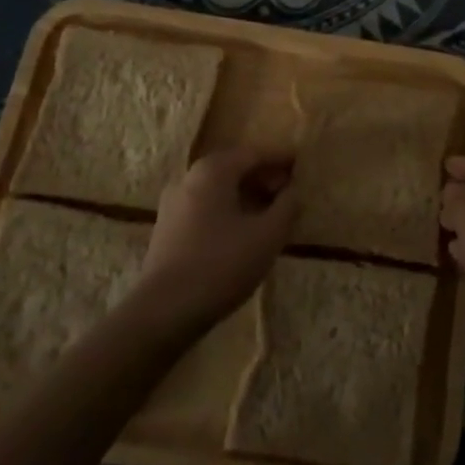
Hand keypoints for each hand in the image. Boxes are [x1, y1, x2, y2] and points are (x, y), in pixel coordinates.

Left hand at [132, 145, 298, 337]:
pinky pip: (205, 207)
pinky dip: (227, 210)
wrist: (164, 311)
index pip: (254, 153)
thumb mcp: (267, 235)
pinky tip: (242, 231)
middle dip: (262, 176)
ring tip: (269, 213)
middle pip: (233, 168)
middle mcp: (189, 177)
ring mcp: (173, 203)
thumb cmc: (221, 264)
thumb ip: (286, 207)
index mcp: (213, 170)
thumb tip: (293, 191)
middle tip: (288, 190)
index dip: (280, 157)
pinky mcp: (167, 229)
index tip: (300, 162)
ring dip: (245, 195)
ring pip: (218, 189)